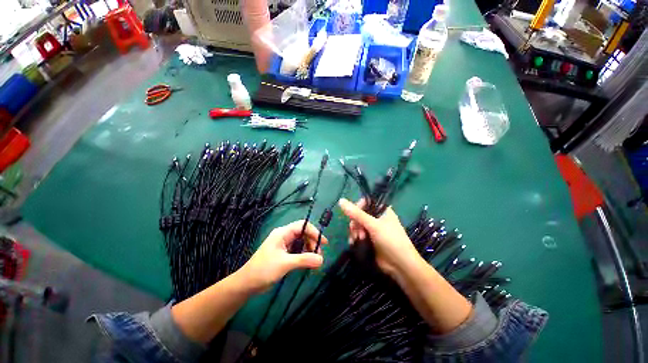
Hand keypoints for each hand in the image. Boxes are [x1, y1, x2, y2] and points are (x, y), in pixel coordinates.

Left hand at [238, 220, 326, 292]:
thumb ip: (304, 260)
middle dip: (312, 242)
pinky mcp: (284, 253)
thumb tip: (321, 260)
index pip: (302, 226)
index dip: (314, 232)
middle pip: (303, 233)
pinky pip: (297, 250)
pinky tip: (307, 262)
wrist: (247, 284)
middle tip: (318, 255)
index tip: (323, 243)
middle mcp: (284, 236)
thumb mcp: (285, 264)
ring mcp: (284, 244)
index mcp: (283, 233)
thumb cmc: (264, 270)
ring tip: (313, 260)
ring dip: (309, 249)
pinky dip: (304, 254)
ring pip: (301, 242)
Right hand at [338, 198, 421, 278]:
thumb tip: (341, 200)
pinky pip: (357, 234)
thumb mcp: (373, 225)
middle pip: (358, 214)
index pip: (365, 202)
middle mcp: (376, 218)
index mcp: (381, 210)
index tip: (352, 215)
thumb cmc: (390, 240)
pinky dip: (354, 238)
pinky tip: (354, 243)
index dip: (357, 207)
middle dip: (355, 223)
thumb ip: (356, 213)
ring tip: (358, 239)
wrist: (400, 265)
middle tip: (357, 231)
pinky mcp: (369, 239)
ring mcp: (372, 229)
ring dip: (354, 232)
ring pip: (356, 225)